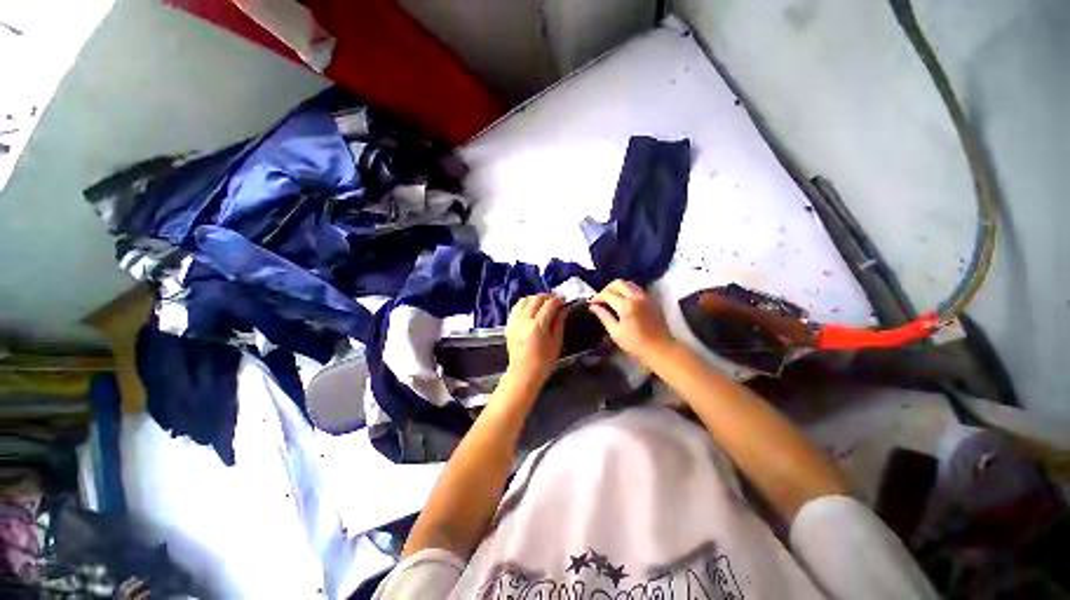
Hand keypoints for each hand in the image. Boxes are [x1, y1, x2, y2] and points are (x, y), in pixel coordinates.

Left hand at [505, 294, 565, 386]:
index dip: (558, 300)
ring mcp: (515, 321)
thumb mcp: (556, 342)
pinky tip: (531, 308)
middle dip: (547, 297)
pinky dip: (524, 304)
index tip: (563, 300)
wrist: (523, 373)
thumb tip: (563, 308)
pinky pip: (516, 307)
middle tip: (555, 301)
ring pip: (524, 300)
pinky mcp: (509, 324)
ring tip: (543, 303)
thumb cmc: (544, 361)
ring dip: (535, 298)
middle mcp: (524, 320)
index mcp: (538, 326)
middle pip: (536, 299)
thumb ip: (559, 322)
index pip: (549, 304)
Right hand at [589, 280, 676, 366]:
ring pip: (628, 283)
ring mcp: (646, 297)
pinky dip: (627, 291)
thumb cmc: (635, 344)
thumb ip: (603, 316)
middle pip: (618, 283)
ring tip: (612, 299)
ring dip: (618, 288)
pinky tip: (624, 301)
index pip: (608, 294)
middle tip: (602, 299)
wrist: (660, 348)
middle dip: (607, 289)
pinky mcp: (652, 299)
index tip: (592, 302)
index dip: (598, 296)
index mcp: (626, 306)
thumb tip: (593, 306)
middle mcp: (636, 297)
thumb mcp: (615, 332)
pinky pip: (637, 289)